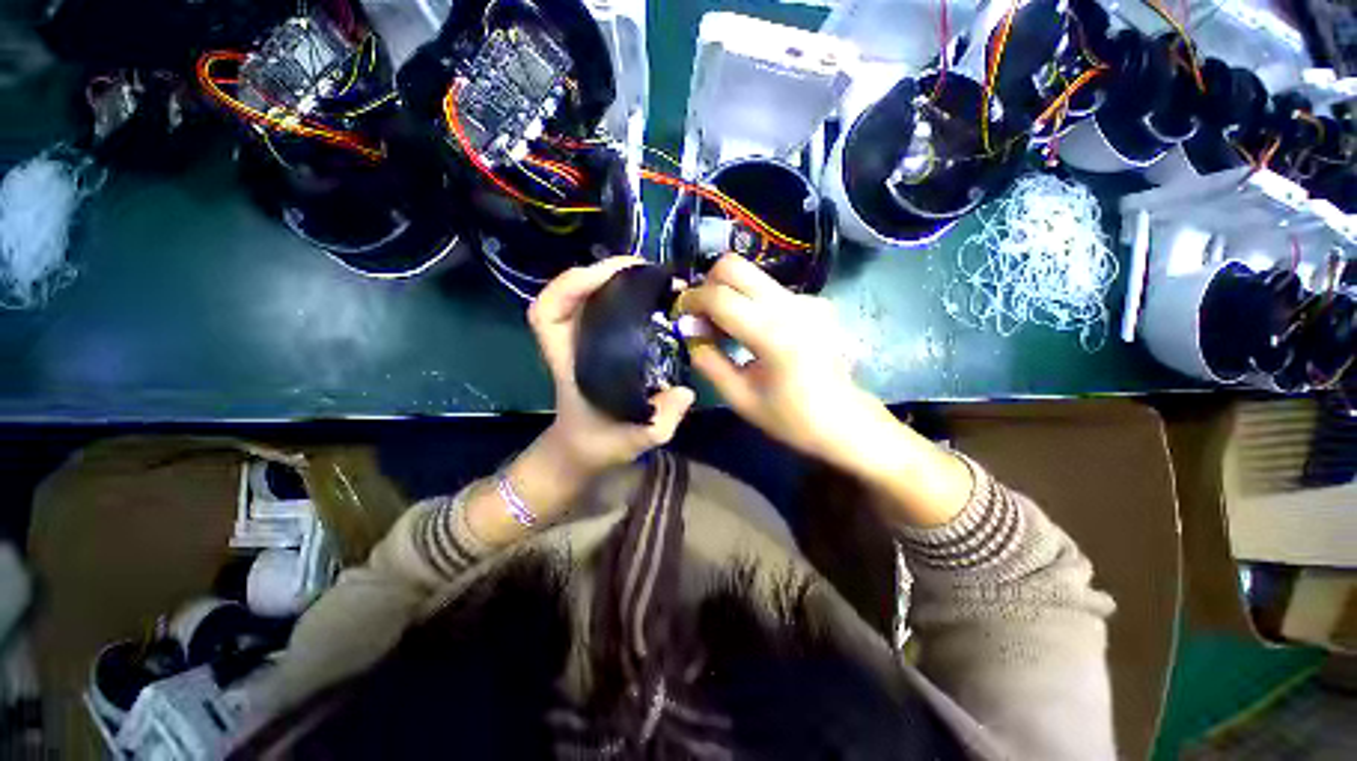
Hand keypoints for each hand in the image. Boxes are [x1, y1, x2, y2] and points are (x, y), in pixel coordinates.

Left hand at [529, 257, 695, 472]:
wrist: (583, 450)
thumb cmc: (600, 443)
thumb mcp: (636, 438)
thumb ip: (661, 420)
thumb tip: (687, 392)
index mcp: (568, 362)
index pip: (546, 314)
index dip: (570, 286)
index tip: (608, 277)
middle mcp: (570, 344)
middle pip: (567, 293)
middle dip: (601, 272)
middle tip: (645, 269)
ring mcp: (581, 340)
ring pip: (585, 295)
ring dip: (612, 278)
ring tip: (649, 275)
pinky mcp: (595, 342)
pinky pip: (601, 307)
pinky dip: (619, 292)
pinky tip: (646, 294)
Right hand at [676, 255, 884, 468]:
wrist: (847, 421)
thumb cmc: (792, 418)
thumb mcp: (740, 397)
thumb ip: (708, 360)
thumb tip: (688, 330)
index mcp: (774, 334)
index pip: (719, 296)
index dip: (691, 301)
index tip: (681, 316)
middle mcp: (792, 305)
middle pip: (735, 266)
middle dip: (708, 285)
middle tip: (701, 316)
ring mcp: (807, 299)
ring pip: (752, 275)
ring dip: (728, 293)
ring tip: (723, 329)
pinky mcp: (814, 302)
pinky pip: (769, 290)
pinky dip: (749, 302)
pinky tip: (751, 332)